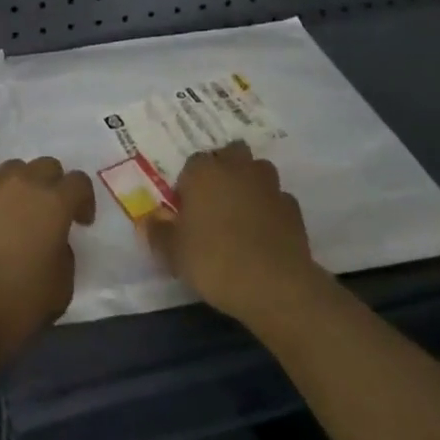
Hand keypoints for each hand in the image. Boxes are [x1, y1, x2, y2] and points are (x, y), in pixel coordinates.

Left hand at [0, 157, 95, 364]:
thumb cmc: (14, 302)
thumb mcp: (59, 291)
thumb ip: (64, 259)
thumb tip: (54, 246)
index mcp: (53, 203)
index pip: (78, 182)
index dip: (84, 200)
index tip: (82, 222)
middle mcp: (22, 184)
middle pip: (45, 166)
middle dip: (53, 185)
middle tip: (50, 215)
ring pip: (12, 171)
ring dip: (21, 187)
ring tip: (16, 216)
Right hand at [146, 143, 320, 325]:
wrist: (274, 285)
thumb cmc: (214, 261)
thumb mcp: (174, 253)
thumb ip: (157, 233)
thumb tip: (147, 220)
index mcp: (203, 172)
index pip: (192, 164)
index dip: (188, 185)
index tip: (186, 210)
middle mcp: (236, 168)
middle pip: (229, 153)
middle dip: (224, 169)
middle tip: (215, 202)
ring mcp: (268, 185)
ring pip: (257, 171)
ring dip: (250, 183)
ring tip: (242, 213)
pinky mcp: (293, 208)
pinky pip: (278, 199)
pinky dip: (272, 209)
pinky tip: (266, 232)